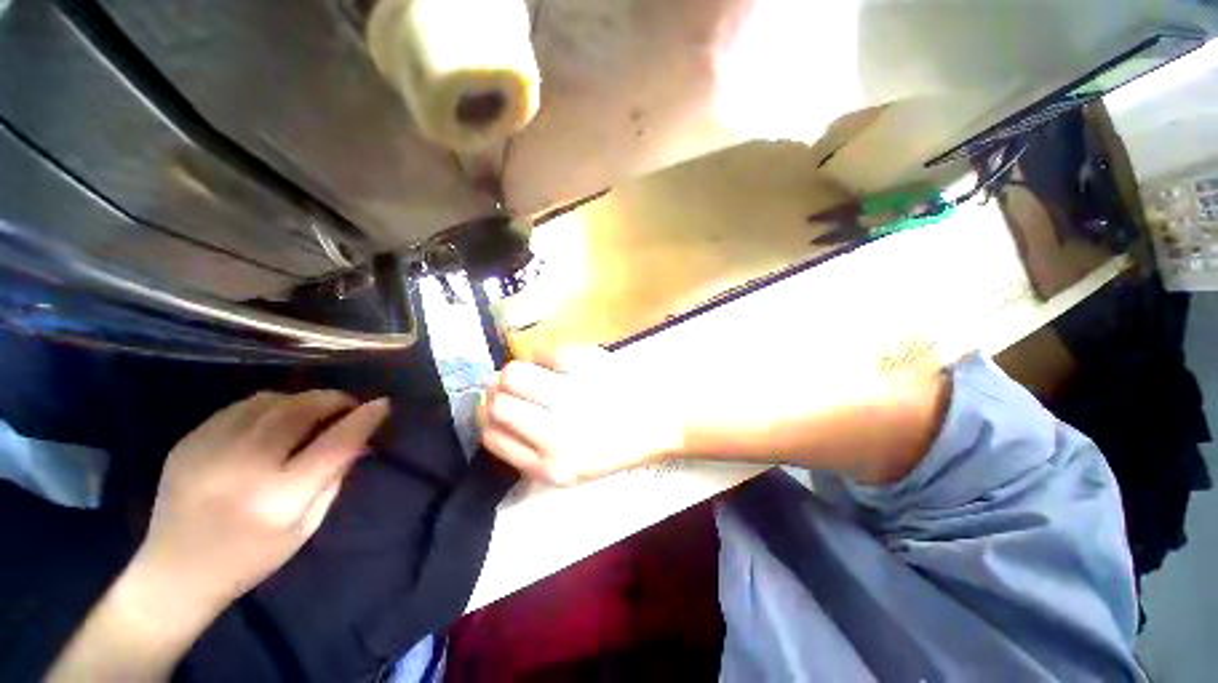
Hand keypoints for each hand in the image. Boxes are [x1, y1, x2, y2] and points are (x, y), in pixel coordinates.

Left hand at [134, 390, 390, 617]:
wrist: (174, 573)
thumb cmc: (251, 557)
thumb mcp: (305, 526)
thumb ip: (333, 479)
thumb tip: (358, 441)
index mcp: (279, 497)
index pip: (335, 443)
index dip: (364, 419)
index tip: (382, 404)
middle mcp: (245, 466)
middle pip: (302, 411)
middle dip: (334, 400)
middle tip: (347, 405)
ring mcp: (211, 449)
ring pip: (272, 401)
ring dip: (303, 400)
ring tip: (312, 412)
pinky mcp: (189, 441)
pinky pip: (241, 407)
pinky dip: (270, 406)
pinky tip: (274, 420)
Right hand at [479, 348, 683, 485]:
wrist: (662, 421)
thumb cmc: (618, 445)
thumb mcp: (573, 468)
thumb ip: (531, 452)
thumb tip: (496, 412)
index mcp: (550, 468)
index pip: (491, 436)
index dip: (487, 415)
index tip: (495, 404)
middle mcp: (557, 438)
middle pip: (496, 403)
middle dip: (496, 389)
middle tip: (510, 383)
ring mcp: (573, 400)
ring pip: (514, 374)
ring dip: (515, 369)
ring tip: (531, 371)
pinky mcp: (588, 369)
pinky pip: (546, 354)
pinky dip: (545, 355)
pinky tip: (558, 363)